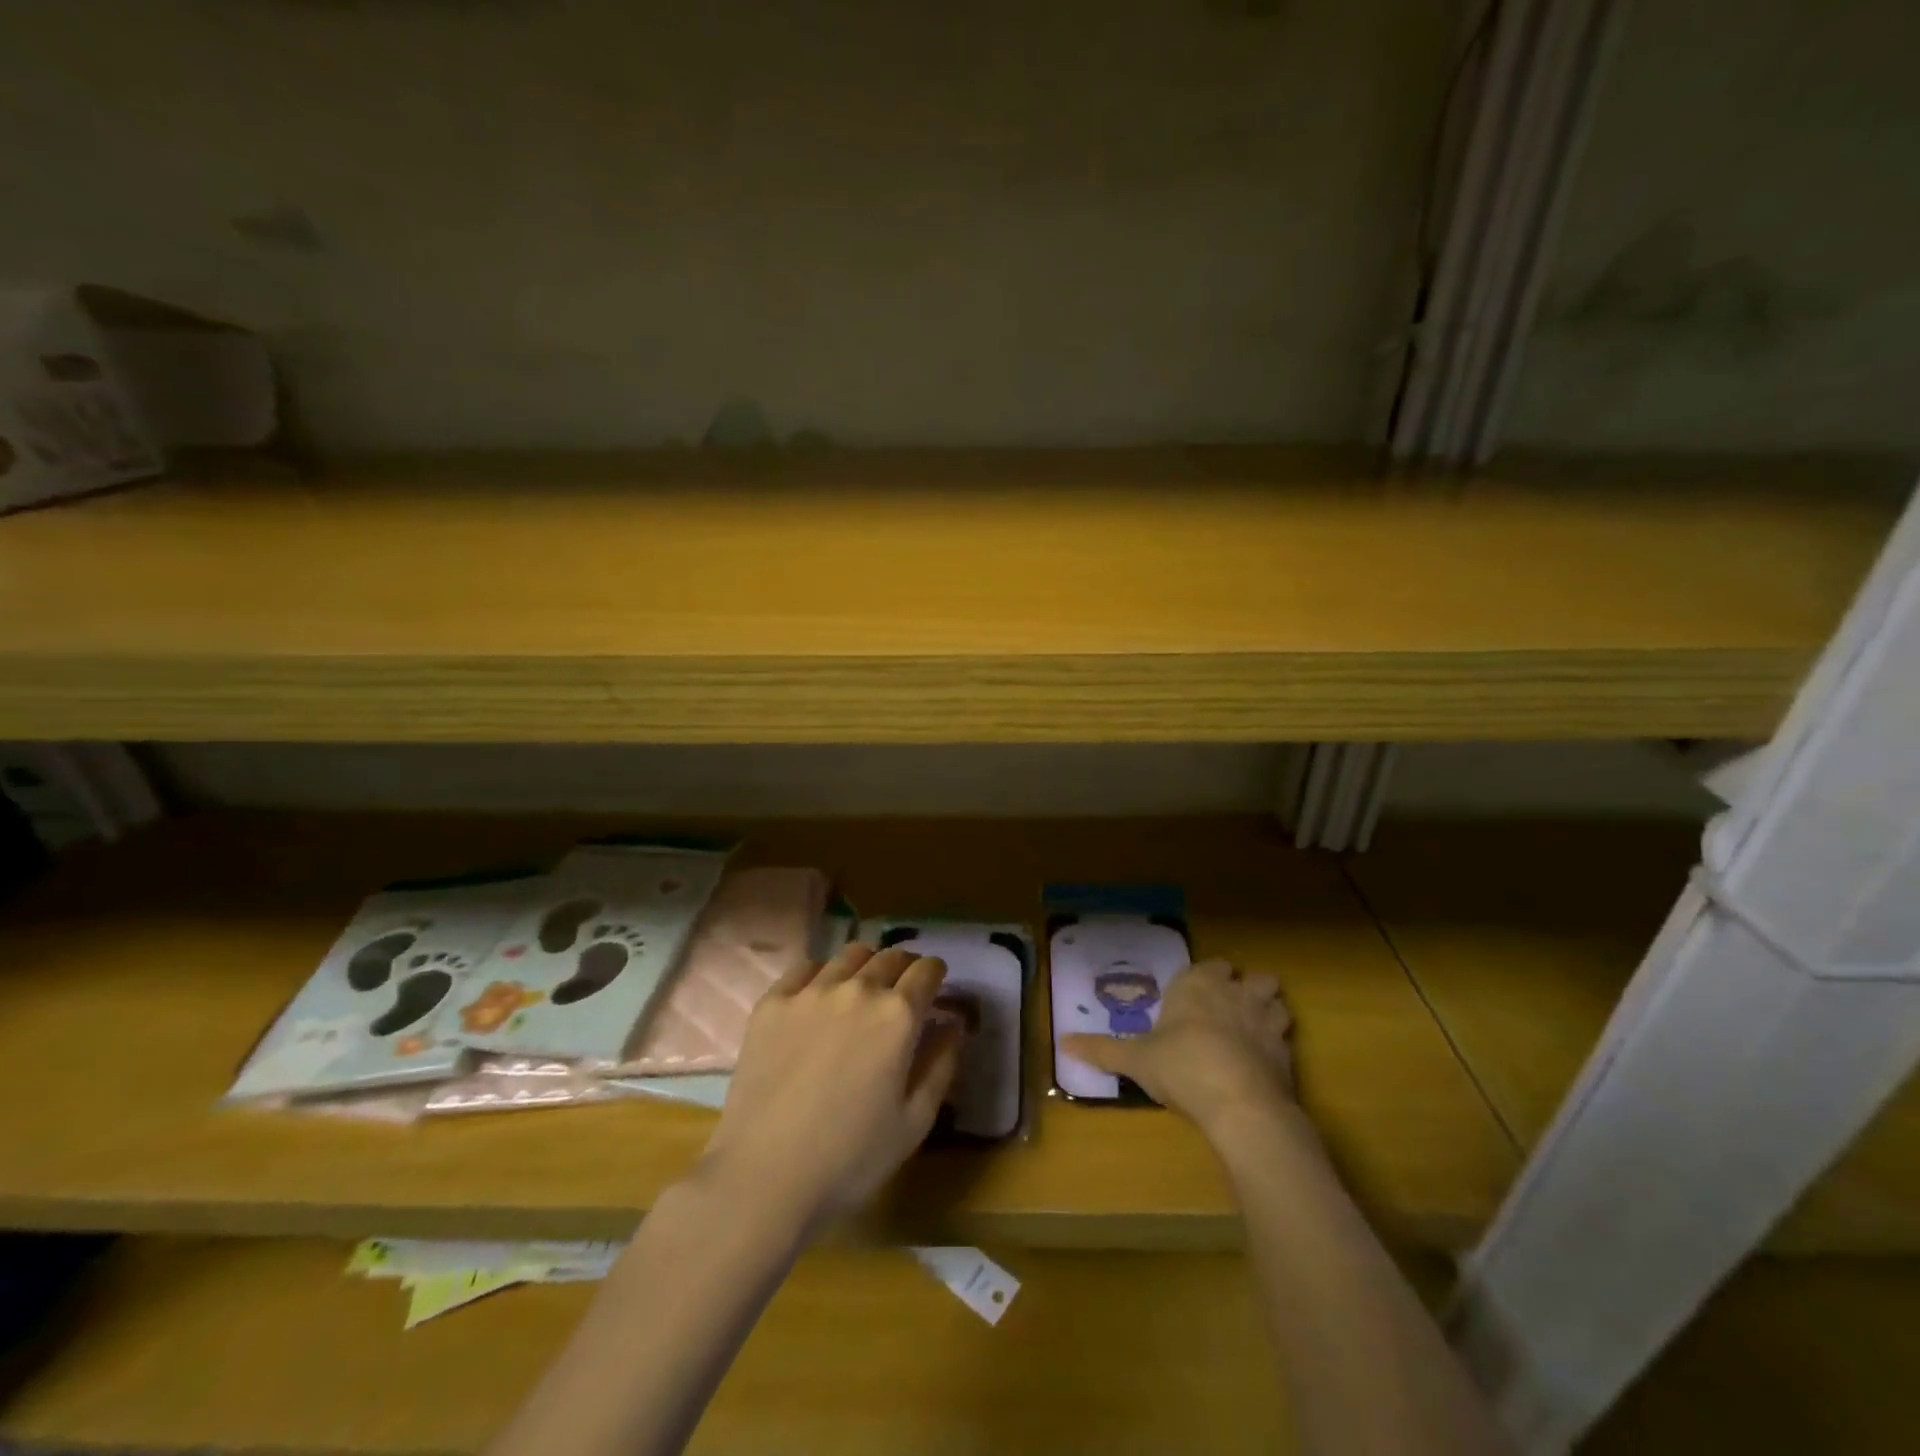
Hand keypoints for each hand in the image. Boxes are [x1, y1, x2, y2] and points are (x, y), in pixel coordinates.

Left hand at [698, 943, 960, 1232]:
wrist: (765, 1176)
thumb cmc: (851, 1158)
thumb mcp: (915, 1121)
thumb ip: (941, 1065)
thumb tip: (954, 1023)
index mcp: (898, 1016)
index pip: (927, 971)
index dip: (935, 974)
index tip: (935, 984)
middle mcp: (858, 989)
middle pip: (890, 956)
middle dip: (904, 966)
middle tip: (902, 988)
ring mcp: (811, 991)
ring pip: (850, 955)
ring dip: (866, 964)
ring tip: (863, 986)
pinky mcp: (773, 1002)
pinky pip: (806, 968)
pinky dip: (823, 973)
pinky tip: (820, 995)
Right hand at [1061, 959, 1292, 1134]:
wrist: (1240, 1104)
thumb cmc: (1181, 1067)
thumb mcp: (1135, 1060)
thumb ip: (1102, 1050)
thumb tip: (1062, 1043)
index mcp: (1196, 984)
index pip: (1208, 965)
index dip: (1205, 979)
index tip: (1196, 996)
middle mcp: (1233, 991)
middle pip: (1250, 975)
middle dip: (1244, 987)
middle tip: (1228, 1010)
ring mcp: (1265, 1017)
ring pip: (1276, 999)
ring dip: (1268, 1009)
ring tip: (1253, 1029)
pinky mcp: (1287, 1049)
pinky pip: (1287, 1035)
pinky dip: (1279, 1042)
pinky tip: (1265, 1061)